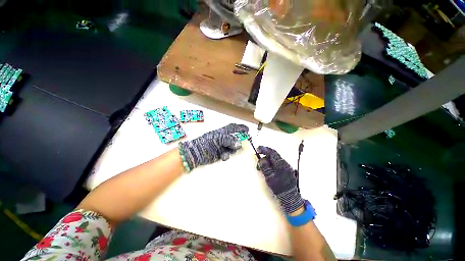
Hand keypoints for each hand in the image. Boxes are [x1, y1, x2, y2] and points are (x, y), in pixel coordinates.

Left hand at [179, 123, 248, 169]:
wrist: (195, 154)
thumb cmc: (205, 143)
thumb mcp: (217, 139)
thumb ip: (229, 140)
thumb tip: (239, 144)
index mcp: (221, 132)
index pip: (233, 127)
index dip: (240, 127)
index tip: (248, 129)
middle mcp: (223, 138)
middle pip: (234, 138)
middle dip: (239, 140)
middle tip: (244, 143)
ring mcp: (221, 146)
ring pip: (232, 147)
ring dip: (232, 150)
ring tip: (227, 152)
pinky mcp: (220, 153)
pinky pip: (227, 154)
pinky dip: (226, 155)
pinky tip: (223, 157)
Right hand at [257, 146, 303, 213]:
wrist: (290, 197)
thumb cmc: (279, 188)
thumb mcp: (269, 178)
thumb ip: (265, 167)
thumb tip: (261, 159)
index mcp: (281, 164)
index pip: (272, 153)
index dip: (264, 149)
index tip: (258, 149)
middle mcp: (285, 163)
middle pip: (273, 155)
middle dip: (265, 154)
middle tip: (258, 158)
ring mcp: (286, 166)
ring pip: (275, 159)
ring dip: (267, 160)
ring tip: (261, 167)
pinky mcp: (286, 169)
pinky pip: (277, 163)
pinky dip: (271, 163)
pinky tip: (267, 168)